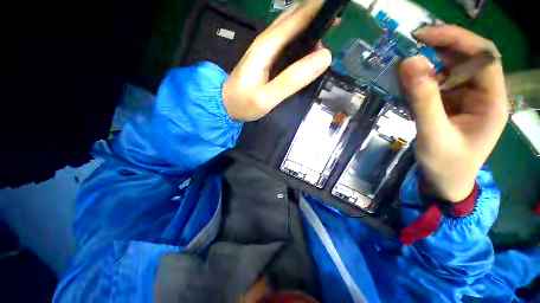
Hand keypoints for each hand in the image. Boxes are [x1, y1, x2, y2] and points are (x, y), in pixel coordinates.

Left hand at [222, 0, 331, 121]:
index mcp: (268, 45)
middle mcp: (268, 40)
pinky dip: (303, 39)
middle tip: (338, 23)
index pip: (298, 16)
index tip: (339, 10)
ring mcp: (267, 48)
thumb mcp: (267, 97)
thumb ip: (293, 79)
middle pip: (296, 16)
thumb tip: (324, 57)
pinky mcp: (268, 57)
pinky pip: (289, 41)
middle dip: (318, 14)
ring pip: (293, 26)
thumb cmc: (243, 103)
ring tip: (330, 33)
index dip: (320, 9)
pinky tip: (311, 49)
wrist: (226, 105)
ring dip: (312, 25)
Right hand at [399, 25, 508, 201]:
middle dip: (441, 47)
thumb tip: (409, 63)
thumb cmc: (445, 165)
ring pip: (451, 69)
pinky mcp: (452, 104)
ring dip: (428, 64)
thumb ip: (423, 100)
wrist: (445, 182)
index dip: (456, 40)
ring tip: (404, 69)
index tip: (423, 36)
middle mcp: (484, 94)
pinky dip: (422, 80)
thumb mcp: (433, 134)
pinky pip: (438, 84)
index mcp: (492, 101)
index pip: (483, 57)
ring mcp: (467, 98)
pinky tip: (408, 85)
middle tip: (410, 45)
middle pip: (468, 58)